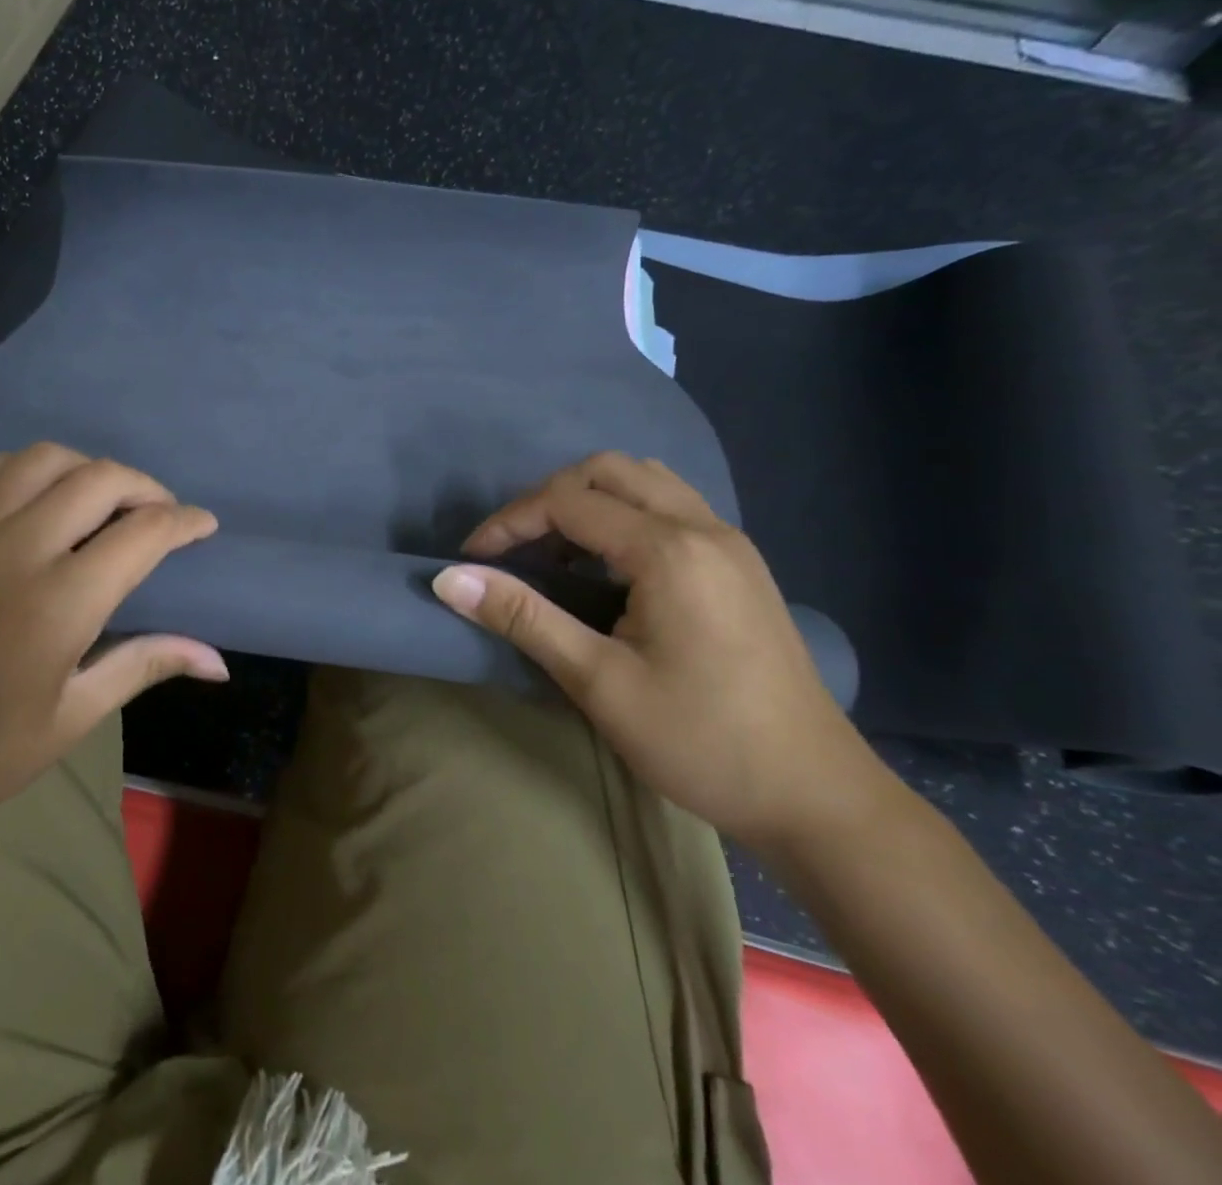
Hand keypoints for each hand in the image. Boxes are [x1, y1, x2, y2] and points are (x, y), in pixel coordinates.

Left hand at [0, 444, 224, 842]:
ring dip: (88, 470)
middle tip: (159, 512)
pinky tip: (35, 497)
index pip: (144, 533)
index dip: (185, 522)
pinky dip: (28, 469)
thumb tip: (219, 660)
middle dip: (146, 488)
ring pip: (45, 458)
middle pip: (102, 479)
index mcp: (59, 604)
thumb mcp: (70, 717)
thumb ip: (144, 665)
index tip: (203, 525)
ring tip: (101, 500)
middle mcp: (14, 548)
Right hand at [431, 452, 889, 851]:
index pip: (568, 501)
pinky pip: (671, 506)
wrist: (817, 797)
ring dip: (590, 500)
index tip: (472, 561)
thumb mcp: (599, 682)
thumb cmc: (701, 741)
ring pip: (645, 480)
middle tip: (514, 549)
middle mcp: (704, 527)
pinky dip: (625, 515)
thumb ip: (523, 618)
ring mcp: (730, 543)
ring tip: (558, 554)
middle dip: (548, 499)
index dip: (509, 523)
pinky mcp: (741, 565)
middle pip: (608, 470)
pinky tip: (609, 568)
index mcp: (670, 550)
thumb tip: (449, 579)